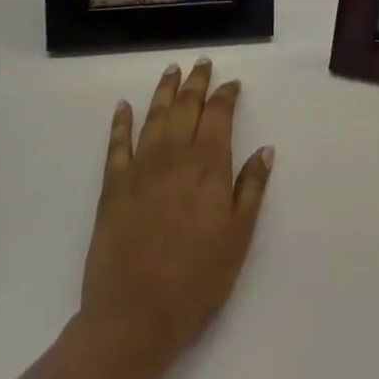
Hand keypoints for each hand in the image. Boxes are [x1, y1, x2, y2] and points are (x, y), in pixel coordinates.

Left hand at [78, 58, 273, 371]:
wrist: (135, 315)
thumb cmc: (196, 279)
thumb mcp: (238, 237)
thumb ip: (252, 188)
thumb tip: (265, 149)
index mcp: (208, 163)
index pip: (219, 113)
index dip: (227, 94)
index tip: (233, 84)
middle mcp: (175, 153)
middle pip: (187, 105)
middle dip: (196, 81)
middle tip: (202, 63)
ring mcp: (141, 165)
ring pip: (155, 114)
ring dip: (164, 89)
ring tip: (171, 70)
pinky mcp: (114, 184)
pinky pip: (117, 143)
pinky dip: (120, 121)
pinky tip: (123, 106)